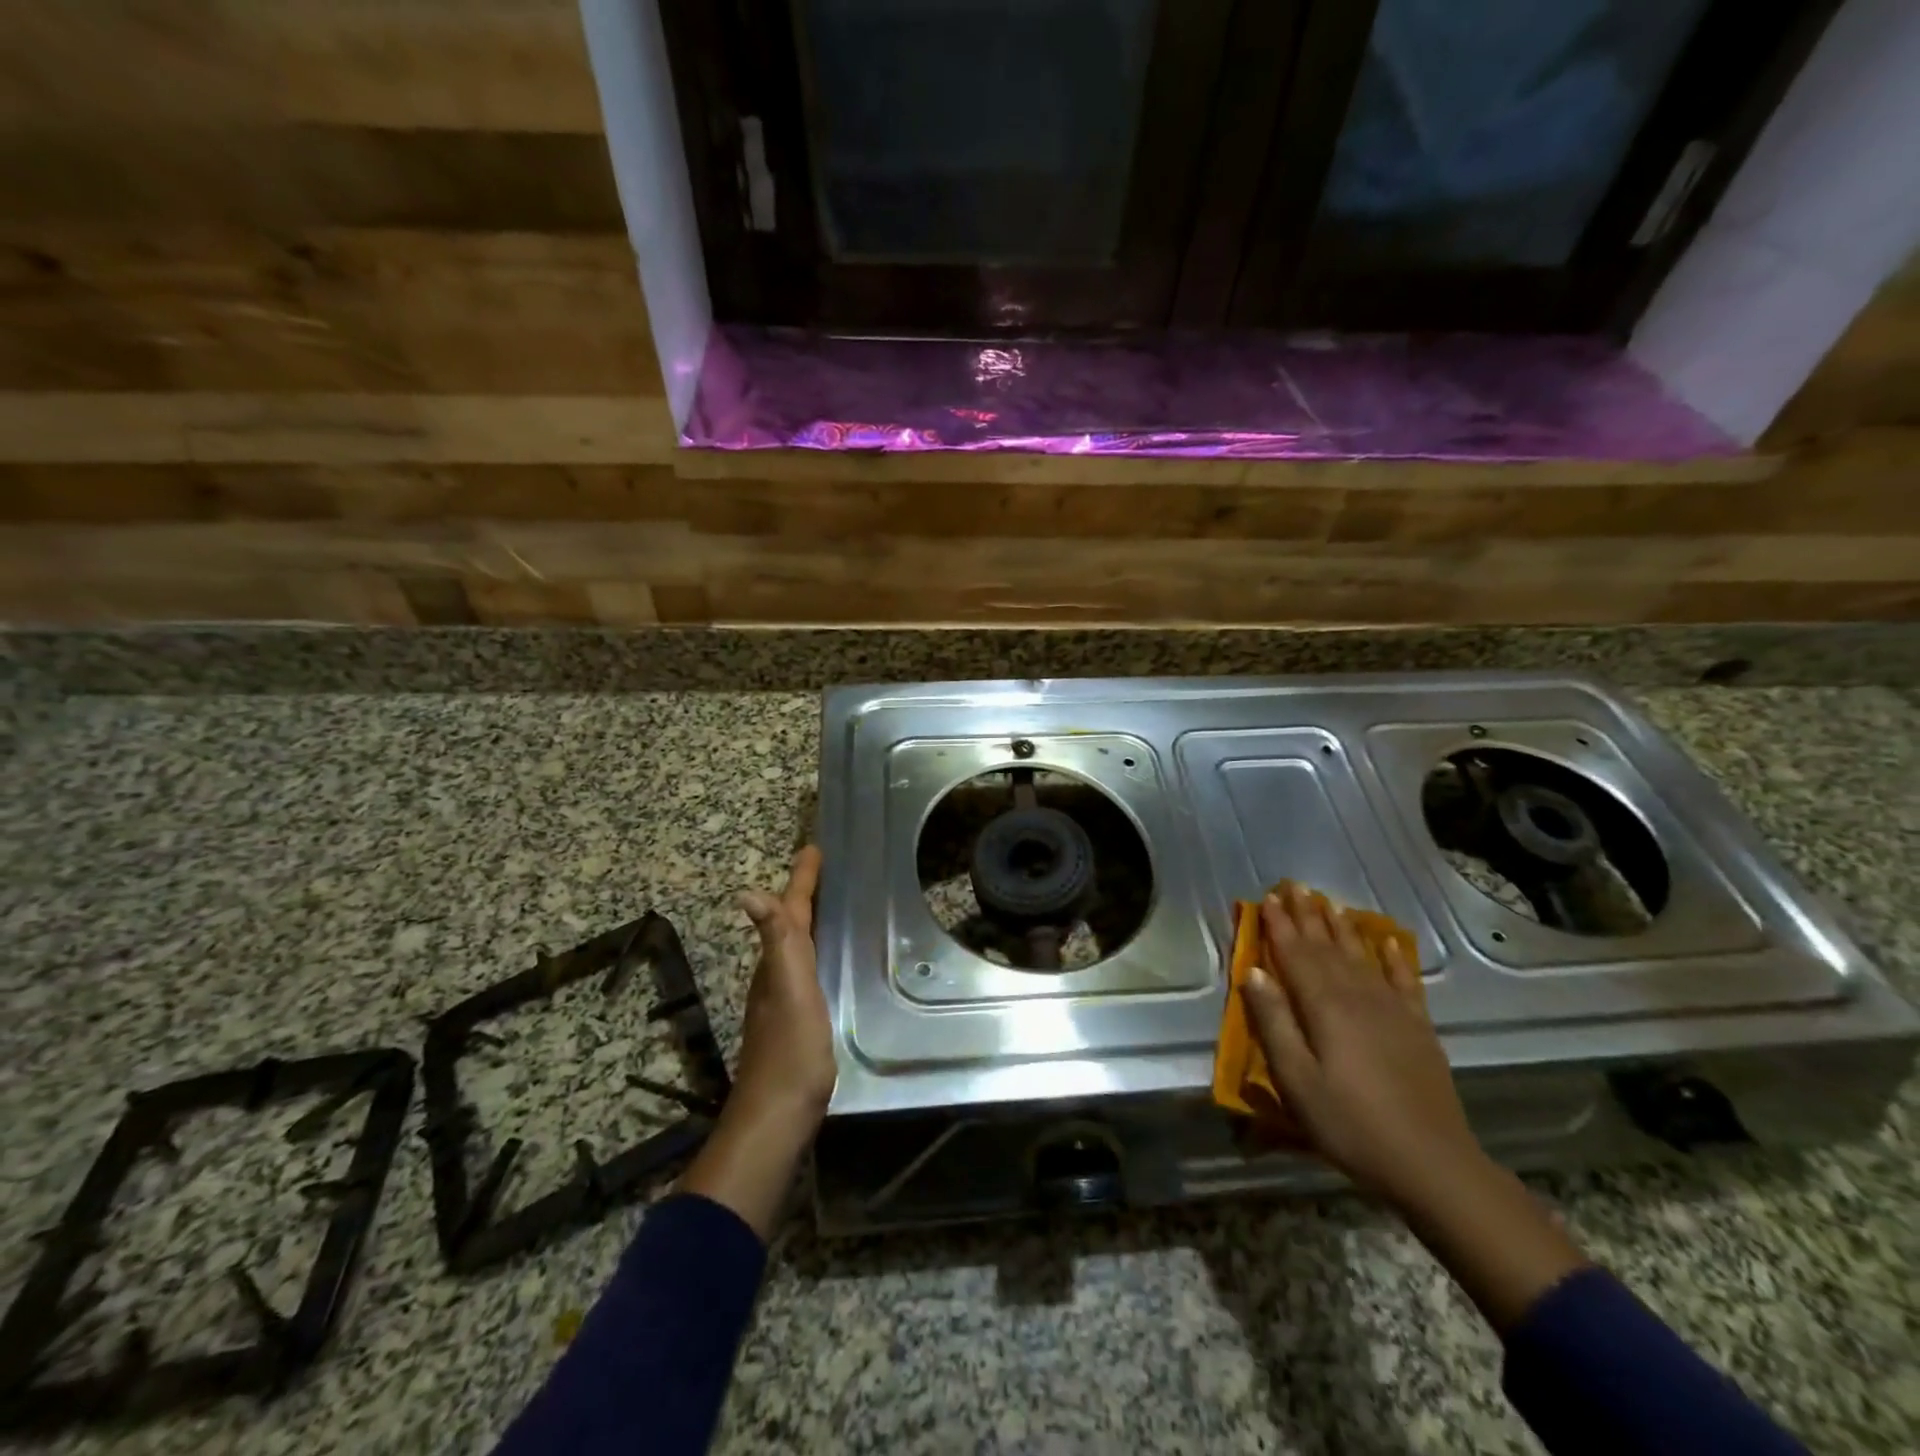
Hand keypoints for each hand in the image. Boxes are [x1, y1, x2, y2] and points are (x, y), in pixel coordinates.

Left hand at [732, 844, 834, 1128]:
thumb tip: (746, 892)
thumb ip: (775, 942)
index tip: (813, 848)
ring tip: (832, 903)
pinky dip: (818, 951)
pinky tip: (833, 958)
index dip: (801, 880)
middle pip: (790, 923)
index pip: (790, 910)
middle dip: (804, 893)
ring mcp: (787, 998)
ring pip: (798, 946)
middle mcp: (778, 974)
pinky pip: (809, 969)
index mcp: (778, 962)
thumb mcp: (789, 989)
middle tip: (825, 869)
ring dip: (810, 920)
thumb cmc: (791, 1048)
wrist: (779, 1114)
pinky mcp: (800, 1019)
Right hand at [1241, 882, 1476, 1206]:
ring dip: (1342, 927)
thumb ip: (1274, 1022)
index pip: (1295, 954)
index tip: (1267, 898)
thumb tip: (1253, 972)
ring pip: (1361, 955)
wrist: (1432, 1163)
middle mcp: (1358, 996)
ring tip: (1328, 902)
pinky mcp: (1418, 1028)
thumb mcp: (1296, 1080)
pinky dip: (1394, 958)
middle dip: (1307, 916)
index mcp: (1324, 1007)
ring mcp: (1393, 1009)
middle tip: (1294, 886)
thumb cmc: (1350, 1124)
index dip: (1279, 925)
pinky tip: (1389, 941)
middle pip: (1327, 947)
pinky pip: (1404, 980)